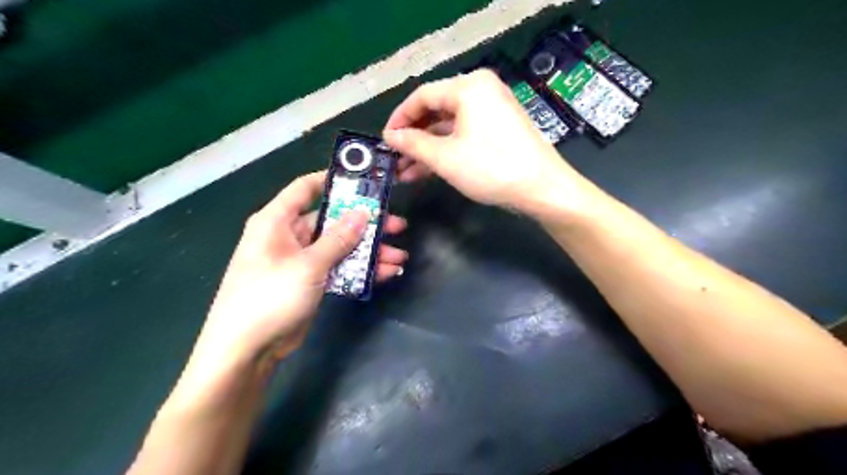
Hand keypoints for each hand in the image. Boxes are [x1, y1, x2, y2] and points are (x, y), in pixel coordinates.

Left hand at [198, 171, 409, 367]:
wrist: (247, 351)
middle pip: (333, 221)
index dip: (334, 181)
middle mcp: (289, 235)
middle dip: (365, 225)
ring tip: (399, 256)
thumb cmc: (269, 297)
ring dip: (369, 252)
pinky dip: (360, 270)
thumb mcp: (307, 265)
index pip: (305, 188)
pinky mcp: (311, 281)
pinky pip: (339, 268)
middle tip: (397, 225)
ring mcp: (301, 260)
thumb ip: (338, 239)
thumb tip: (362, 213)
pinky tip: (387, 273)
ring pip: (340, 247)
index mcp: (277, 221)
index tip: (365, 182)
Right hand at [382, 68, 583, 210]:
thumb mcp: (445, 157)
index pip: (422, 96)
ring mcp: (491, 112)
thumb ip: (413, 144)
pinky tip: (425, 171)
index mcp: (468, 87)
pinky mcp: (498, 131)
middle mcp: (480, 92)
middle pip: (436, 111)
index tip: (384, 140)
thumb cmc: (491, 168)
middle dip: (413, 138)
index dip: (399, 119)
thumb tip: (391, 136)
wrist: (542, 190)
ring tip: (404, 171)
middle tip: (393, 159)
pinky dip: (445, 152)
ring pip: (448, 128)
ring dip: (426, 149)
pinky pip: (463, 136)